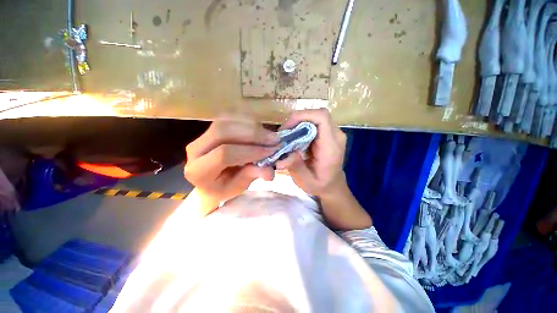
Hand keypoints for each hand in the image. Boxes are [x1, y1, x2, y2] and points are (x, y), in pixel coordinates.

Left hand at [184, 114, 278, 212]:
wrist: (210, 180)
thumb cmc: (223, 188)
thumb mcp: (238, 188)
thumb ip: (251, 176)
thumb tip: (270, 170)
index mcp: (199, 171)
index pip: (224, 154)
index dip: (250, 150)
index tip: (271, 151)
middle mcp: (195, 149)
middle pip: (223, 131)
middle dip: (253, 134)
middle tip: (274, 139)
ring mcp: (202, 135)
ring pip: (227, 121)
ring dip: (252, 126)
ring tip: (270, 135)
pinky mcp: (210, 127)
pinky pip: (230, 117)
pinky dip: (248, 120)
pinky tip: (260, 129)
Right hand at [276, 109, 346, 196]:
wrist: (332, 185)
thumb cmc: (320, 185)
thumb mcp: (306, 181)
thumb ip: (296, 167)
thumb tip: (282, 155)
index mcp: (331, 146)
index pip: (321, 117)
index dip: (302, 116)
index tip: (287, 128)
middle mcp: (335, 135)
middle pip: (316, 114)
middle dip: (297, 120)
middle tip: (283, 134)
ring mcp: (333, 133)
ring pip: (314, 117)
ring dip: (298, 123)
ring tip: (287, 136)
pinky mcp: (328, 133)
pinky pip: (314, 123)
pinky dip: (301, 127)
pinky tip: (294, 138)